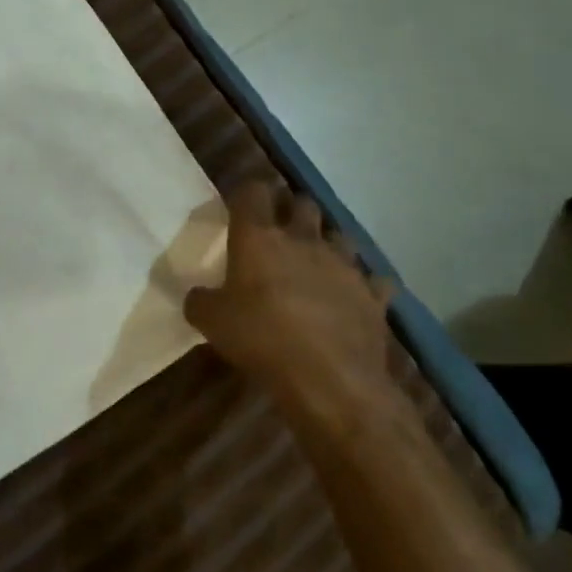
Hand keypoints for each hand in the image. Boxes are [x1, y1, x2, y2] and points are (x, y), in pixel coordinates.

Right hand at [185, 182, 404, 428]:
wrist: (330, 378)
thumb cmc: (261, 339)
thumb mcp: (211, 323)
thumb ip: (201, 301)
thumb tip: (198, 296)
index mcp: (259, 239)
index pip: (253, 193)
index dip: (248, 193)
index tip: (242, 203)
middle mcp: (303, 240)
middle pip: (303, 204)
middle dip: (292, 210)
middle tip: (281, 228)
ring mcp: (344, 265)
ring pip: (340, 235)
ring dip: (328, 242)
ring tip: (318, 260)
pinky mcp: (373, 295)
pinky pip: (373, 280)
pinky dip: (364, 285)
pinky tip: (354, 296)